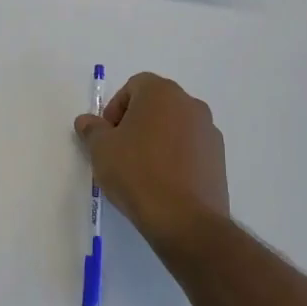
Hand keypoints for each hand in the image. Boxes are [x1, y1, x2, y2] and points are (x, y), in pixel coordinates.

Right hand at [74, 72, 229, 253]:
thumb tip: (86, 121)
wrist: (185, 219)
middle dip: (136, 123)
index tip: (107, 136)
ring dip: (158, 140)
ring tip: (143, 171)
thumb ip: (92, 130)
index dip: (115, 109)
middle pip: (156, 105)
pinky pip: (191, 149)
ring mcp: (209, 131)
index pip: (133, 86)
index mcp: (161, 92)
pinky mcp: (220, 159)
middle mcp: (190, 104)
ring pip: (175, 127)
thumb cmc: (137, 173)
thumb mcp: (101, 150)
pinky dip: (176, 157)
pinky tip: (164, 184)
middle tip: (121, 152)